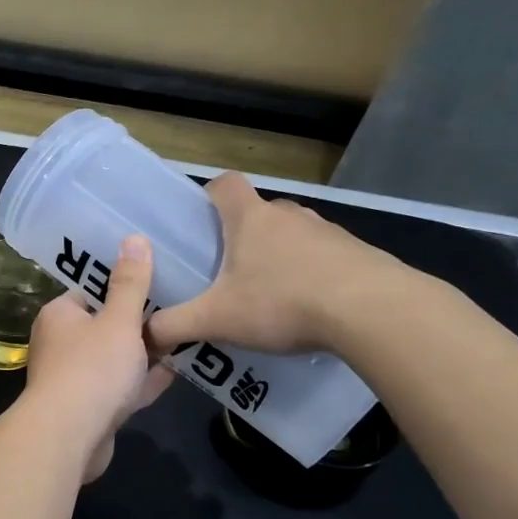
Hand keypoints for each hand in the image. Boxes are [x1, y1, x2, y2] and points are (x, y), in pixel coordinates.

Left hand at [24, 235, 173, 481]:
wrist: (70, 437)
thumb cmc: (92, 368)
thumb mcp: (118, 320)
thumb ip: (130, 283)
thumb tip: (134, 238)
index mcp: (59, 316)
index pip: (88, 291)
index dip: (118, 285)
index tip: (153, 279)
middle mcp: (60, 345)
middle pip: (103, 326)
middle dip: (136, 321)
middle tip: (176, 306)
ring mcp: (73, 380)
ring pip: (113, 360)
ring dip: (142, 353)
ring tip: (181, 336)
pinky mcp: (89, 410)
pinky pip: (120, 389)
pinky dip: (142, 381)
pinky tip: (174, 372)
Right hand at [146, 173, 410, 355]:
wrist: (375, 311)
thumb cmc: (283, 301)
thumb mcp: (216, 319)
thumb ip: (174, 325)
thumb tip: (142, 335)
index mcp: (250, 219)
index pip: (225, 184)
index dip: (209, 194)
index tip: (201, 219)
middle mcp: (289, 215)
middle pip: (259, 211)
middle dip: (243, 234)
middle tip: (229, 270)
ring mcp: (329, 232)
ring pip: (294, 234)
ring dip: (281, 255)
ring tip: (270, 294)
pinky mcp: (359, 254)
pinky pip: (326, 256)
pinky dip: (314, 274)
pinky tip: (311, 308)